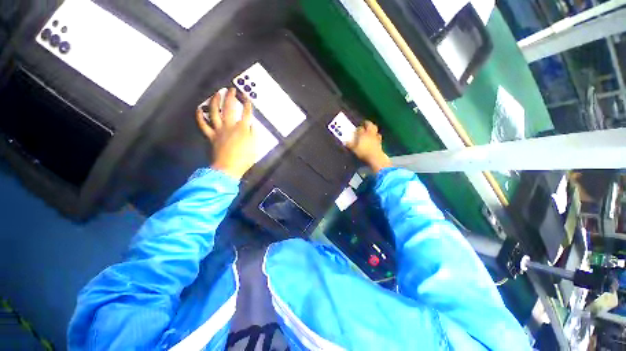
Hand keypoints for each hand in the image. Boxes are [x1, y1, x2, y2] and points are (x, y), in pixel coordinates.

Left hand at [196, 88, 255, 179]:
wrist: (228, 168)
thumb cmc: (244, 159)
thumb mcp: (255, 146)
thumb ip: (253, 133)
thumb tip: (251, 124)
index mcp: (242, 128)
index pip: (246, 113)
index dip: (247, 104)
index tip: (247, 98)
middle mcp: (230, 126)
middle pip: (230, 108)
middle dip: (231, 97)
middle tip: (231, 89)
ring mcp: (219, 130)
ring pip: (215, 112)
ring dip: (215, 101)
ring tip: (216, 93)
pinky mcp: (211, 136)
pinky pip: (203, 124)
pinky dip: (200, 116)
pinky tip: (199, 109)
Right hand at [346, 121, 391, 172]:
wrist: (375, 157)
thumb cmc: (363, 153)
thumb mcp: (354, 149)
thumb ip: (349, 145)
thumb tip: (345, 141)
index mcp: (362, 134)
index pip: (359, 128)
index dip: (357, 128)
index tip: (355, 130)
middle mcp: (369, 133)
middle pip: (370, 125)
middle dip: (367, 123)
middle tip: (365, 123)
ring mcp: (375, 137)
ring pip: (375, 129)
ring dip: (373, 128)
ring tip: (370, 129)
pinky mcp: (380, 141)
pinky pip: (378, 136)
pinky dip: (376, 135)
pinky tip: (375, 137)